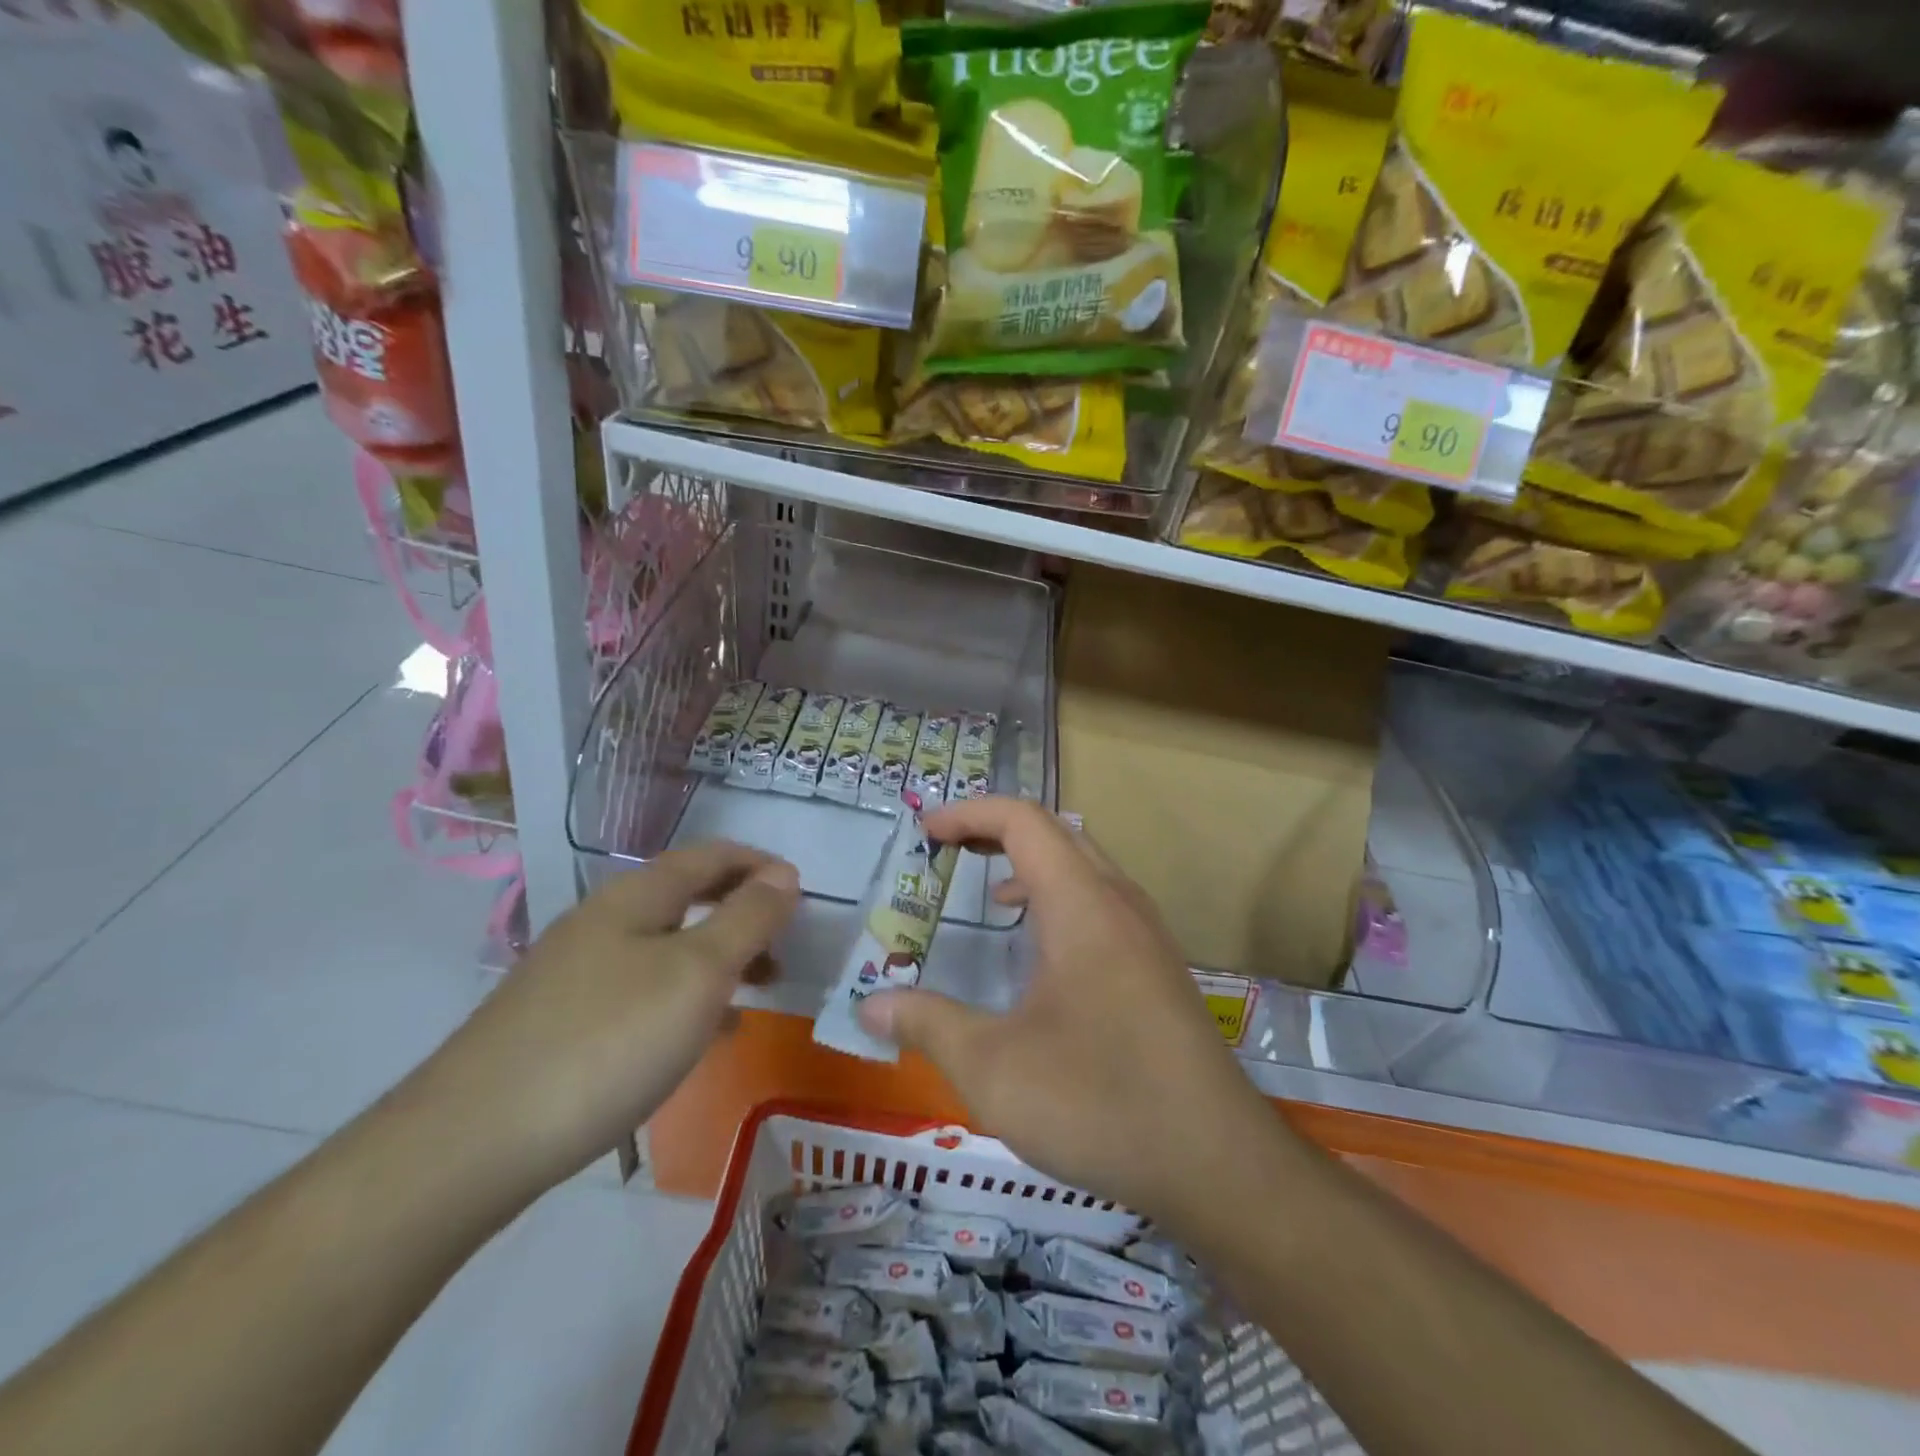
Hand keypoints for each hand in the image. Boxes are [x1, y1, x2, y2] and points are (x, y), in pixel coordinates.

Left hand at [406, 843, 799, 1194]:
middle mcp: (602, 923)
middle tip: (785, 943)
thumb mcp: (697, 974)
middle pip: (686, 897)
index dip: (759, 863)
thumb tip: (784, 874)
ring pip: (665, 946)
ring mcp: (574, 974)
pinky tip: (698, 1038)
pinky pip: (642, 990)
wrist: (470, 1145)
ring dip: (717, 957)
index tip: (801, 890)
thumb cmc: (606, 1043)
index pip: (709, 856)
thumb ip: (747, 919)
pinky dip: (684, 998)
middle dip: (741, 911)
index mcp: (635, 897)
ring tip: (757, 991)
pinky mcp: (560, 1023)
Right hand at [855, 797, 1278, 1227]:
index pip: (1023, 821)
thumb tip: (869, 1006)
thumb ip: (928, 1025)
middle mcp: (1119, 903)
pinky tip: (1040, 955)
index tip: (926, 833)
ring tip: (990, 896)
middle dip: (997, 830)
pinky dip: (1060, 899)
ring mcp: (1147, 934)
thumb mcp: (993, 1068)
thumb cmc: (1099, 1101)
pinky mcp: (1159, 968)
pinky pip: (1103, 903)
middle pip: (1057, 833)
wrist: (1219, 1163)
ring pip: (1085, 866)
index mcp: (1082, 904)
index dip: (969, 814)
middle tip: (949, 851)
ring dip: (1033, 864)